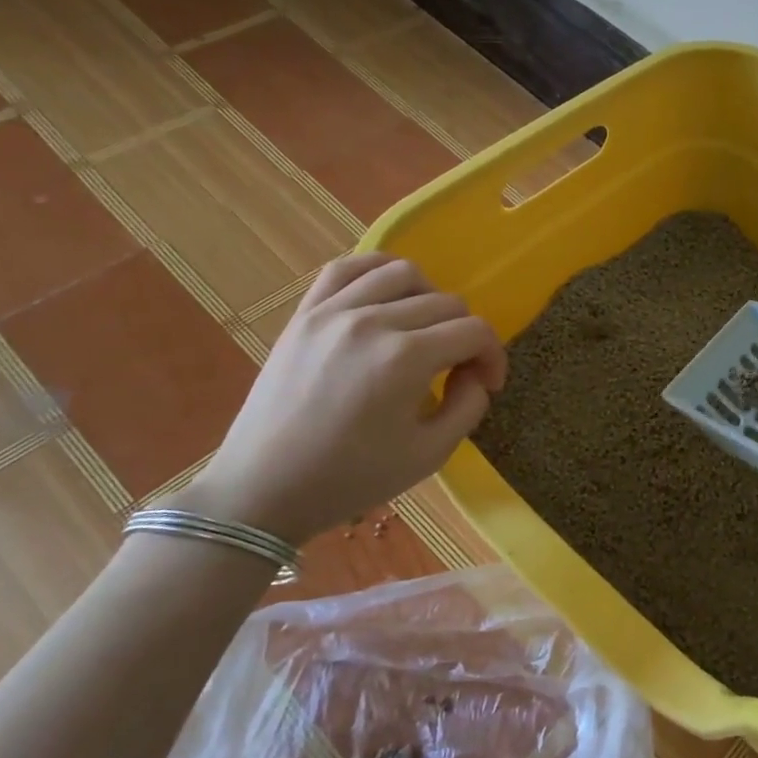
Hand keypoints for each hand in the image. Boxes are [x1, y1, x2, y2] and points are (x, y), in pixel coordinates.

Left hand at [178, 254, 505, 543]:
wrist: (264, 489)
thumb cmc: (351, 478)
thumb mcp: (430, 454)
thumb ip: (469, 406)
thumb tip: (475, 374)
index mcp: (406, 358)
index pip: (475, 331)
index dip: (493, 356)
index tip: (487, 384)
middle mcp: (373, 322)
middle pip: (446, 303)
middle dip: (467, 335)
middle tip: (459, 370)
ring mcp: (332, 312)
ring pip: (403, 273)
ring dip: (430, 298)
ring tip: (425, 329)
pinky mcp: (304, 314)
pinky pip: (347, 268)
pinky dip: (376, 271)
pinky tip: (387, 295)